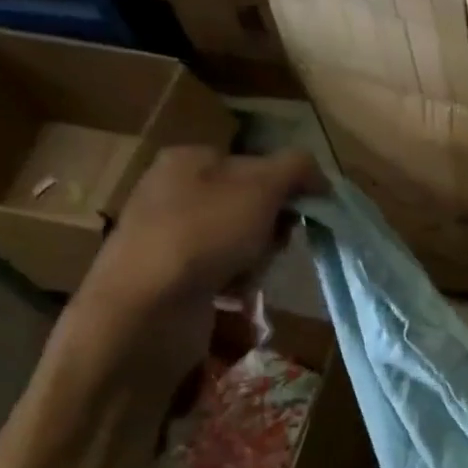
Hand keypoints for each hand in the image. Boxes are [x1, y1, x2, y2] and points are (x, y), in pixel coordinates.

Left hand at [67, 146, 325, 381]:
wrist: (147, 306)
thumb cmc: (205, 233)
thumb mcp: (261, 187)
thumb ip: (297, 169)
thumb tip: (320, 176)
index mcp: (189, 161)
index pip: (255, 165)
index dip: (285, 188)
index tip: (298, 213)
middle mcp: (175, 194)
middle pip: (252, 208)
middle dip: (271, 232)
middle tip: (271, 247)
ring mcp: (172, 239)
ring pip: (243, 245)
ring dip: (258, 264)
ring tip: (249, 278)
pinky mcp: (173, 279)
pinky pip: (224, 277)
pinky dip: (238, 288)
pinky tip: (234, 298)